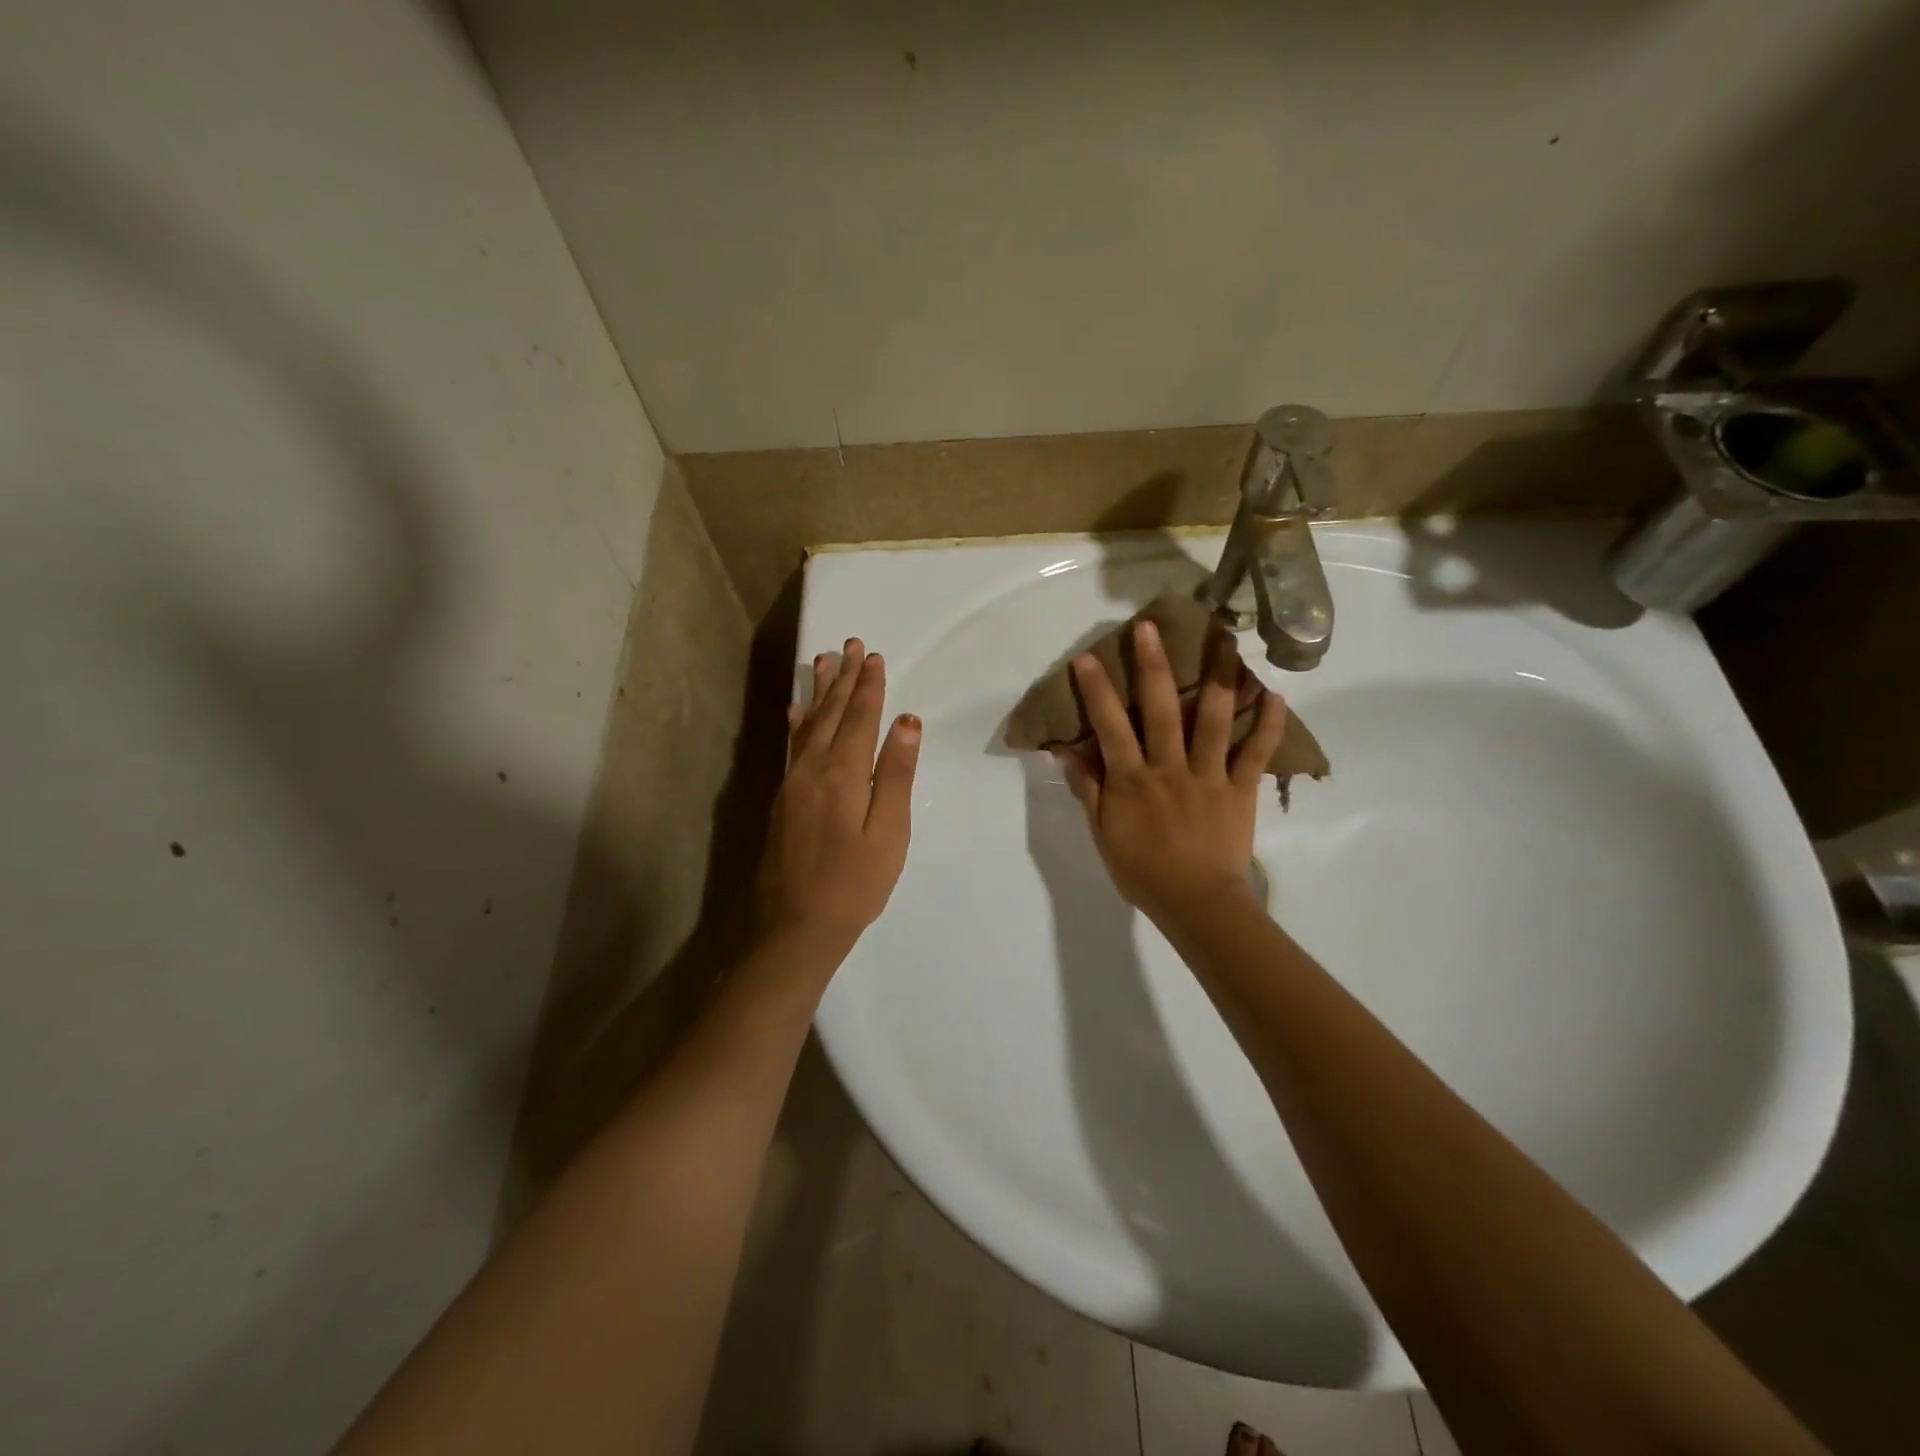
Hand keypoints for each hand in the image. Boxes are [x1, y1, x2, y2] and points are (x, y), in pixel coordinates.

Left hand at [757, 638, 920, 955]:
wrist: (795, 927)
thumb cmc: (855, 884)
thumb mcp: (889, 832)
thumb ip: (896, 774)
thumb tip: (907, 721)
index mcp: (844, 773)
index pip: (860, 717)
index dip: (869, 686)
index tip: (875, 656)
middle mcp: (812, 768)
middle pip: (832, 713)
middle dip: (844, 678)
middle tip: (851, 644)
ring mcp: (791, 783)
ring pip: (807, 724)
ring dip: (819, 691)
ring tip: (823, 660)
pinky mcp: (782, 799)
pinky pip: (791, 746)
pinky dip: (796, 723)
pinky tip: (793, 710)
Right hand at [1056, 619, 1287, 924]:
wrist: (1196, 904)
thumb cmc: (1143, 871)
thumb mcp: (1103, 835)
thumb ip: (1089, 791)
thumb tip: (1069, 753)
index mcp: (1133, 779)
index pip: (1110, 726)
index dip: (1098, 691)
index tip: (1089, 658)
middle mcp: (1169, 767)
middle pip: (1160, 709)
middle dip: (1154, 665)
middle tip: (1151, 627)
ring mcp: (1209, 775)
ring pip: (1213, 719)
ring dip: (1218, 677)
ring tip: (1225, 641)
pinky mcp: (1240, 788)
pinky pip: (1256, 752)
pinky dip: (1267, 724)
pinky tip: (1275, 694)